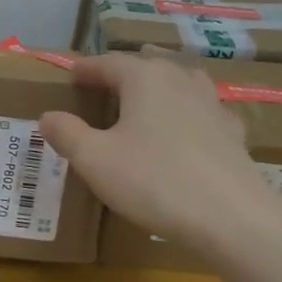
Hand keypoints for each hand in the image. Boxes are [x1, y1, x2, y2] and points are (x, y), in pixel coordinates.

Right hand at [40, 51, 281, 262]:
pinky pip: (205, 110)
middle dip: (125, 70)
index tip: (71, 75)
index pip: (108, 62)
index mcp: (144, 78)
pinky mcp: (233, 133)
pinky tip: (191, 126)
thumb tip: (48, 116)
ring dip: (161, 83)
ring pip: (182, 80)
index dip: (86, 68)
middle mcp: (179, 79)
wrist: (233, 218)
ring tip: (150, 90)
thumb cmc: (154, 181)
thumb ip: (67, 134)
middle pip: (148, 63)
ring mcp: (212, 104)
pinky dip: (190, 111)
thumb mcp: (95, 160)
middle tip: (106, 81)